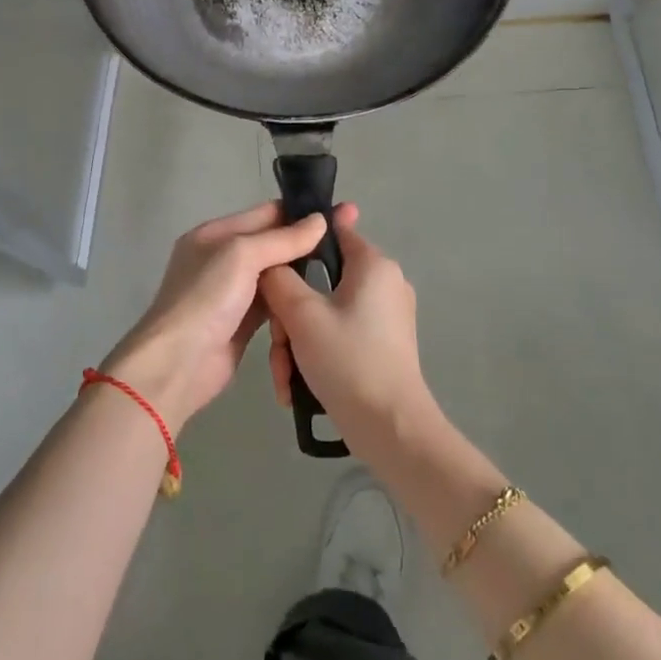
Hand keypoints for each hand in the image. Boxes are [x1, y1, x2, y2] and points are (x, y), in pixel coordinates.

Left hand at [101, 201, 344, 433]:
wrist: (179, 364)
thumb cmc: (206, 299)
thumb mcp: (241, 255)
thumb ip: (281, 238)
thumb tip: (320, 220)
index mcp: (215, 234)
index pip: (265, 213)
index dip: (300, 213)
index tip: (340, 213)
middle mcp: (222, 259)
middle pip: (272, 245)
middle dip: (305, 244)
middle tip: (347, 243)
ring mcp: (232, 293)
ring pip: (275, 276)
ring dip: (300, 276)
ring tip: (341, 271)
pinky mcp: (242, 323)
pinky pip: (274, 305)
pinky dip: (291, 303)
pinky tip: (317, 301)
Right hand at [259, 209, 433, 457]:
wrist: (390, 428)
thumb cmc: (347, 359)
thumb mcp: (301, 314)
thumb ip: (279, 278)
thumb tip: (270, 265)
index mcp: (373, 265)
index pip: (332, 231)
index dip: (298, 242)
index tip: (271, 266)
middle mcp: (384, 283)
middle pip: (321, 281)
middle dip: (290, 314)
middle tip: (278, 342)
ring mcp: (385, 317)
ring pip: (324, 312)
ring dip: (297, 341)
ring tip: (285, 375)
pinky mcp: (382, 346)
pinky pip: (338, 334)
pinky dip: (315, 354)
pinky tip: (296, 386)